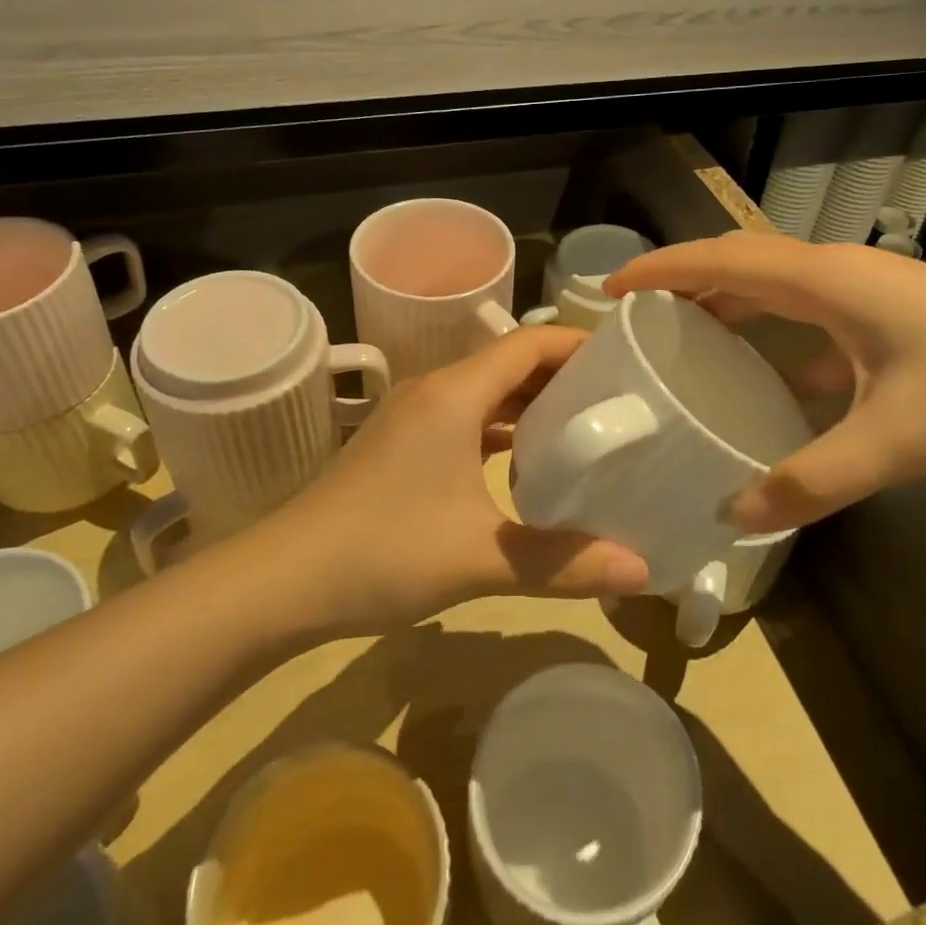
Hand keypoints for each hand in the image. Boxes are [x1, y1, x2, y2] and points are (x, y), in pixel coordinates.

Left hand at [267, 326, 651, 633]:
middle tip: (617, 400)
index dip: (577, 345)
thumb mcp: (481, 558)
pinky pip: (463, 418)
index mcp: (453, 394)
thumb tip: (643, 572)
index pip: (527, 344)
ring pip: (484, 392)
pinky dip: (499, 428)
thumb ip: (563, 563)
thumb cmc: (383, 551)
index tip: (625, 362)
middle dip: (561, 376)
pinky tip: (524, 463)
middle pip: (508, 363)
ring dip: (529, 403)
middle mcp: (432, 390)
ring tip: (583, 428)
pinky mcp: (398, 445)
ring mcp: (411, 417)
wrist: (282, 580)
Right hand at [607, 232, 925, 533]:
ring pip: (776, 288)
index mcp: (827, 281)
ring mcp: (870, 294)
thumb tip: (734, 515)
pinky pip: (809, 316)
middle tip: (637, 318)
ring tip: (684, 339)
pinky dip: (774, 335)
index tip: (610, 289)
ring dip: (727, 305)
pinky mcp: (892, 319)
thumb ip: (810, 480)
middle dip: (684, 282)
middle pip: (741, 264)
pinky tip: (768, 380)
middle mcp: (839, 274)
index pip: (722, 261)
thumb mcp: (894, 441)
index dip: (661, 270)